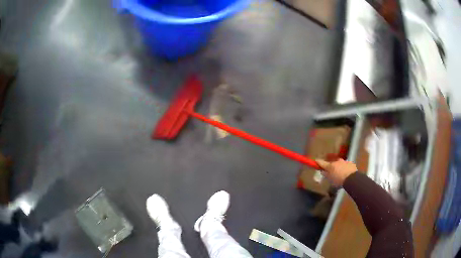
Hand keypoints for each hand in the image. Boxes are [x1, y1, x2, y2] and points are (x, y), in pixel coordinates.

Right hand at [315, 158, 356, 185]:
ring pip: (339, 163)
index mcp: (330, 166)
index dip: (318, 162)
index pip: (322, 163)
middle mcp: (336, 161)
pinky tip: (346, 172)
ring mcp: (344, 161)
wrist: (352, 178)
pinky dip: (344, 168)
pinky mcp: (350, 163)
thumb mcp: (330, 179)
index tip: (315, 160)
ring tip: (339, 172)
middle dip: (330, 165)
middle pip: (332, 162)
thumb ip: (326, 174)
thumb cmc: (339, 180)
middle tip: (330, 170)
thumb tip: (322, 171)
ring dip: (338, 166)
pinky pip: (346, 165)